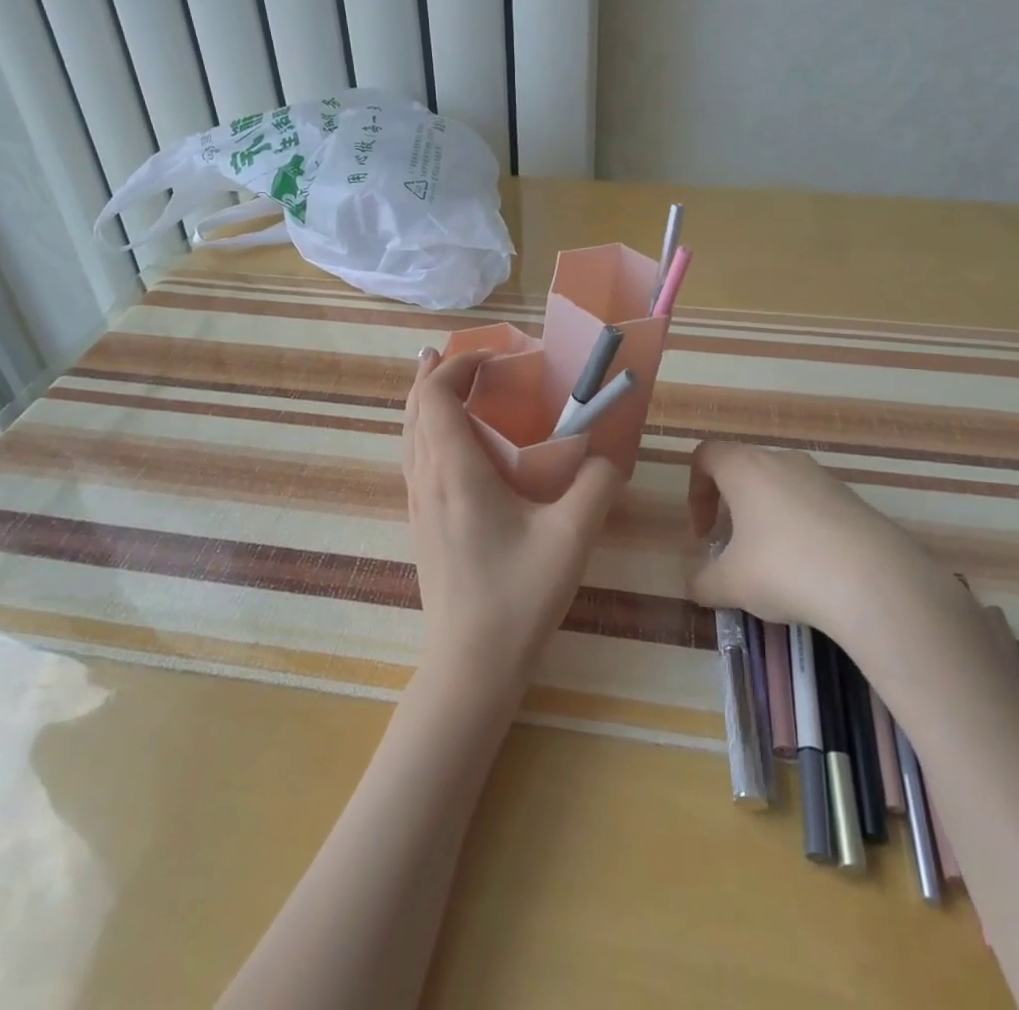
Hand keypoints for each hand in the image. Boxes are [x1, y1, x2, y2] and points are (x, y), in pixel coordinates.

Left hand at [403, 349, 625, 690]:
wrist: (470, 663)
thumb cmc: (519, 596)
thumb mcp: (572, 537)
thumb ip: (597, 486)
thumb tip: (609, 456)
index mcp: (455, 472)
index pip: (436, 396)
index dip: (457, 365)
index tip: (494, 358)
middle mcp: (426, 479)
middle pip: (415, 407)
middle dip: (436, 372)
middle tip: (464, 354)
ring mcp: (417, 503)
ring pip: (409, 433)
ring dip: (427, 399)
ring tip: (447, 379)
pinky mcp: (419, 523)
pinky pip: (413, 457)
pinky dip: (426, 428)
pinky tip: (450, 440)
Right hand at [685, 440, 909, 628]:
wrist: (877, 582)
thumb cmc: (786, 568)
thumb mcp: (732, 584)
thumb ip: (704, 583)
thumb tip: (695, 586)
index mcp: (745, 468)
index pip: (706, 455)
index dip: (695, 490)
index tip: (704, 532)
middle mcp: (782, 461)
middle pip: (745, 470)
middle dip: (733, 507)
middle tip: (734, 549)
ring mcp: (823, 478)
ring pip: (782, 488)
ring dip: (769, 519)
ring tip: (775, 565)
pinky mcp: (855, 501)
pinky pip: (815, 506)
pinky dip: (803, 530)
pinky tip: (813, 572)